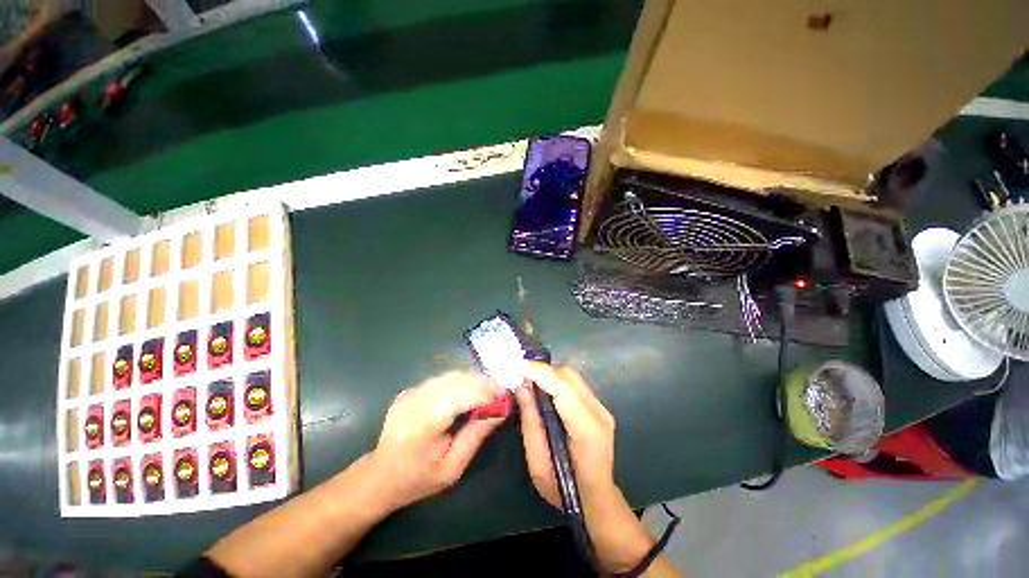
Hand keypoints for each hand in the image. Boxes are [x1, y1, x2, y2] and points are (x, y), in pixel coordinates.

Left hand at [365, 372, 503, 513]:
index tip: (505, 396)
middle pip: (457, 380)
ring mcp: (411, 393)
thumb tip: (498, 412)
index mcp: (425, 423)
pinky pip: (440, 379)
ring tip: (489, 388)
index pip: (462, 396)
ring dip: (472, 379)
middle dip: (482, 382)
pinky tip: (469, 389)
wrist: (379, 477)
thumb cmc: (417, 479)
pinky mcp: (410, 390)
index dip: (486, 393)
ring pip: (450, 375)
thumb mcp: (452, 468)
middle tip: (500, 390)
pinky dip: (459, 381)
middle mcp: (417, 401)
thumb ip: (475, 436)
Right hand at [516, 362, 653, 572]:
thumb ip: (531, 421)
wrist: (596, 500)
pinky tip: (542, 388)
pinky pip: (574, 384)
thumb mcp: (538, 463)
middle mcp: (599, 413)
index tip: (516, 364)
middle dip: (542, 370)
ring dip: (548, 373)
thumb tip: (522, 385)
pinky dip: (556, 380)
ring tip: (528, 379)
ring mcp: (602, 408)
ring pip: (572, 376)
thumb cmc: (564, 490)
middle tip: (519, 373)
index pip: (563, 389)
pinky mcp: (598, 407)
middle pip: (569, 376)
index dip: (539, 372)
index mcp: (588, 430)